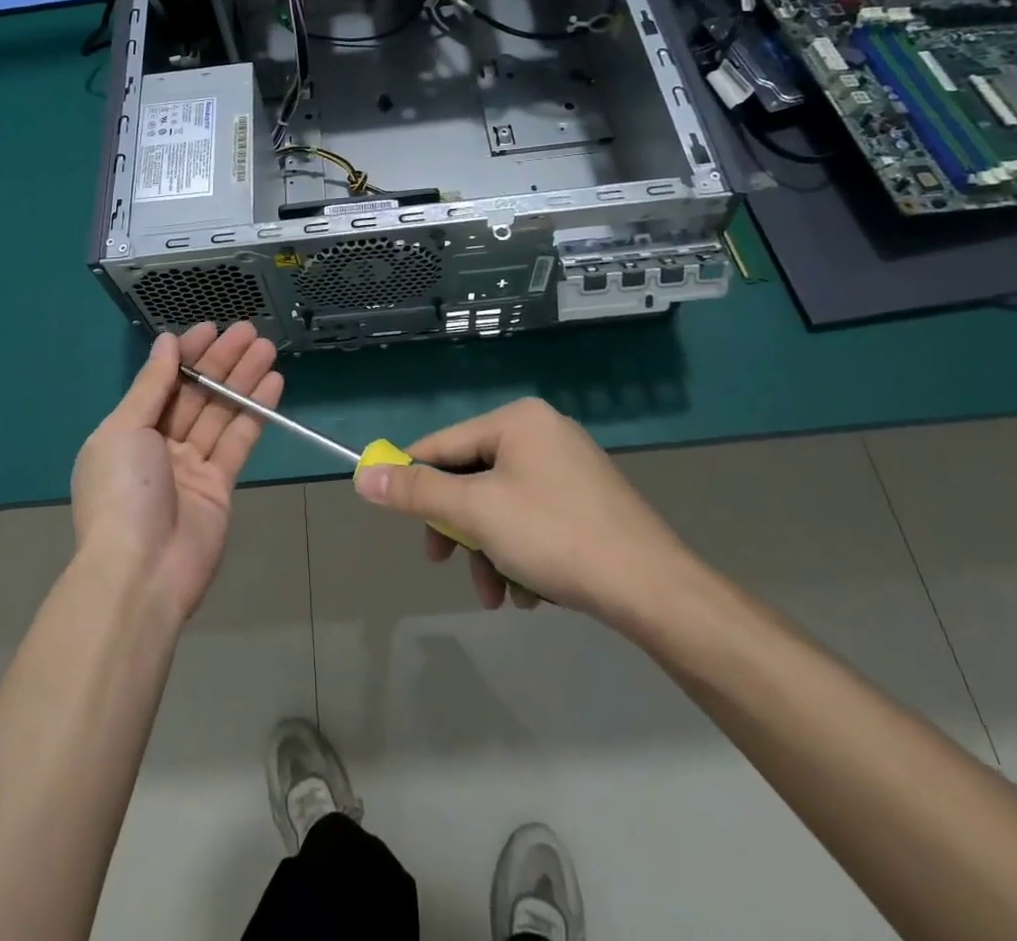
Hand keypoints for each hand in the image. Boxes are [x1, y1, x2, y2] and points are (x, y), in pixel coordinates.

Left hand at [71, 321, 281, 624]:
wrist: (141, 574)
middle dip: (221, 361)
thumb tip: (166, 342)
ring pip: (220, 412)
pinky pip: (238, 440)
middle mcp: (158, 444)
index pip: (162, 381)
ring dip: (243, 379)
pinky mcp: (219, 486)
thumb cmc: (122, 493)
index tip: (212, 328)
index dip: (187, 354)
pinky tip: (272, 384)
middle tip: (251, 332)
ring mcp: (190, 466)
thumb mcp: (125, 430)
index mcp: (127, 431)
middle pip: (195, 394)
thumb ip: (151, 385)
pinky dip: (255, 412)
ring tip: (267, 348)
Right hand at [352, 397, 701, 632]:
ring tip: (498, 595)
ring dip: (489, 551)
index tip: (395, 516)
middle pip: (473, 477)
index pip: (443, 444)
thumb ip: (416, 491)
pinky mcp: (587, 501)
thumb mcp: (476, 512)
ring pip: (501, 506)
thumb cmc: (556, 537)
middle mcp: (543, 433)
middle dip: (460, 529)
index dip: (413, 479)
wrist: (654, 591)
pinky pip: (533, 519)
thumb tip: (362, 475)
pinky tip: (530, 592)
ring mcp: (569, 467)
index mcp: (517, 420)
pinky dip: (521, 554)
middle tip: (445, 564)